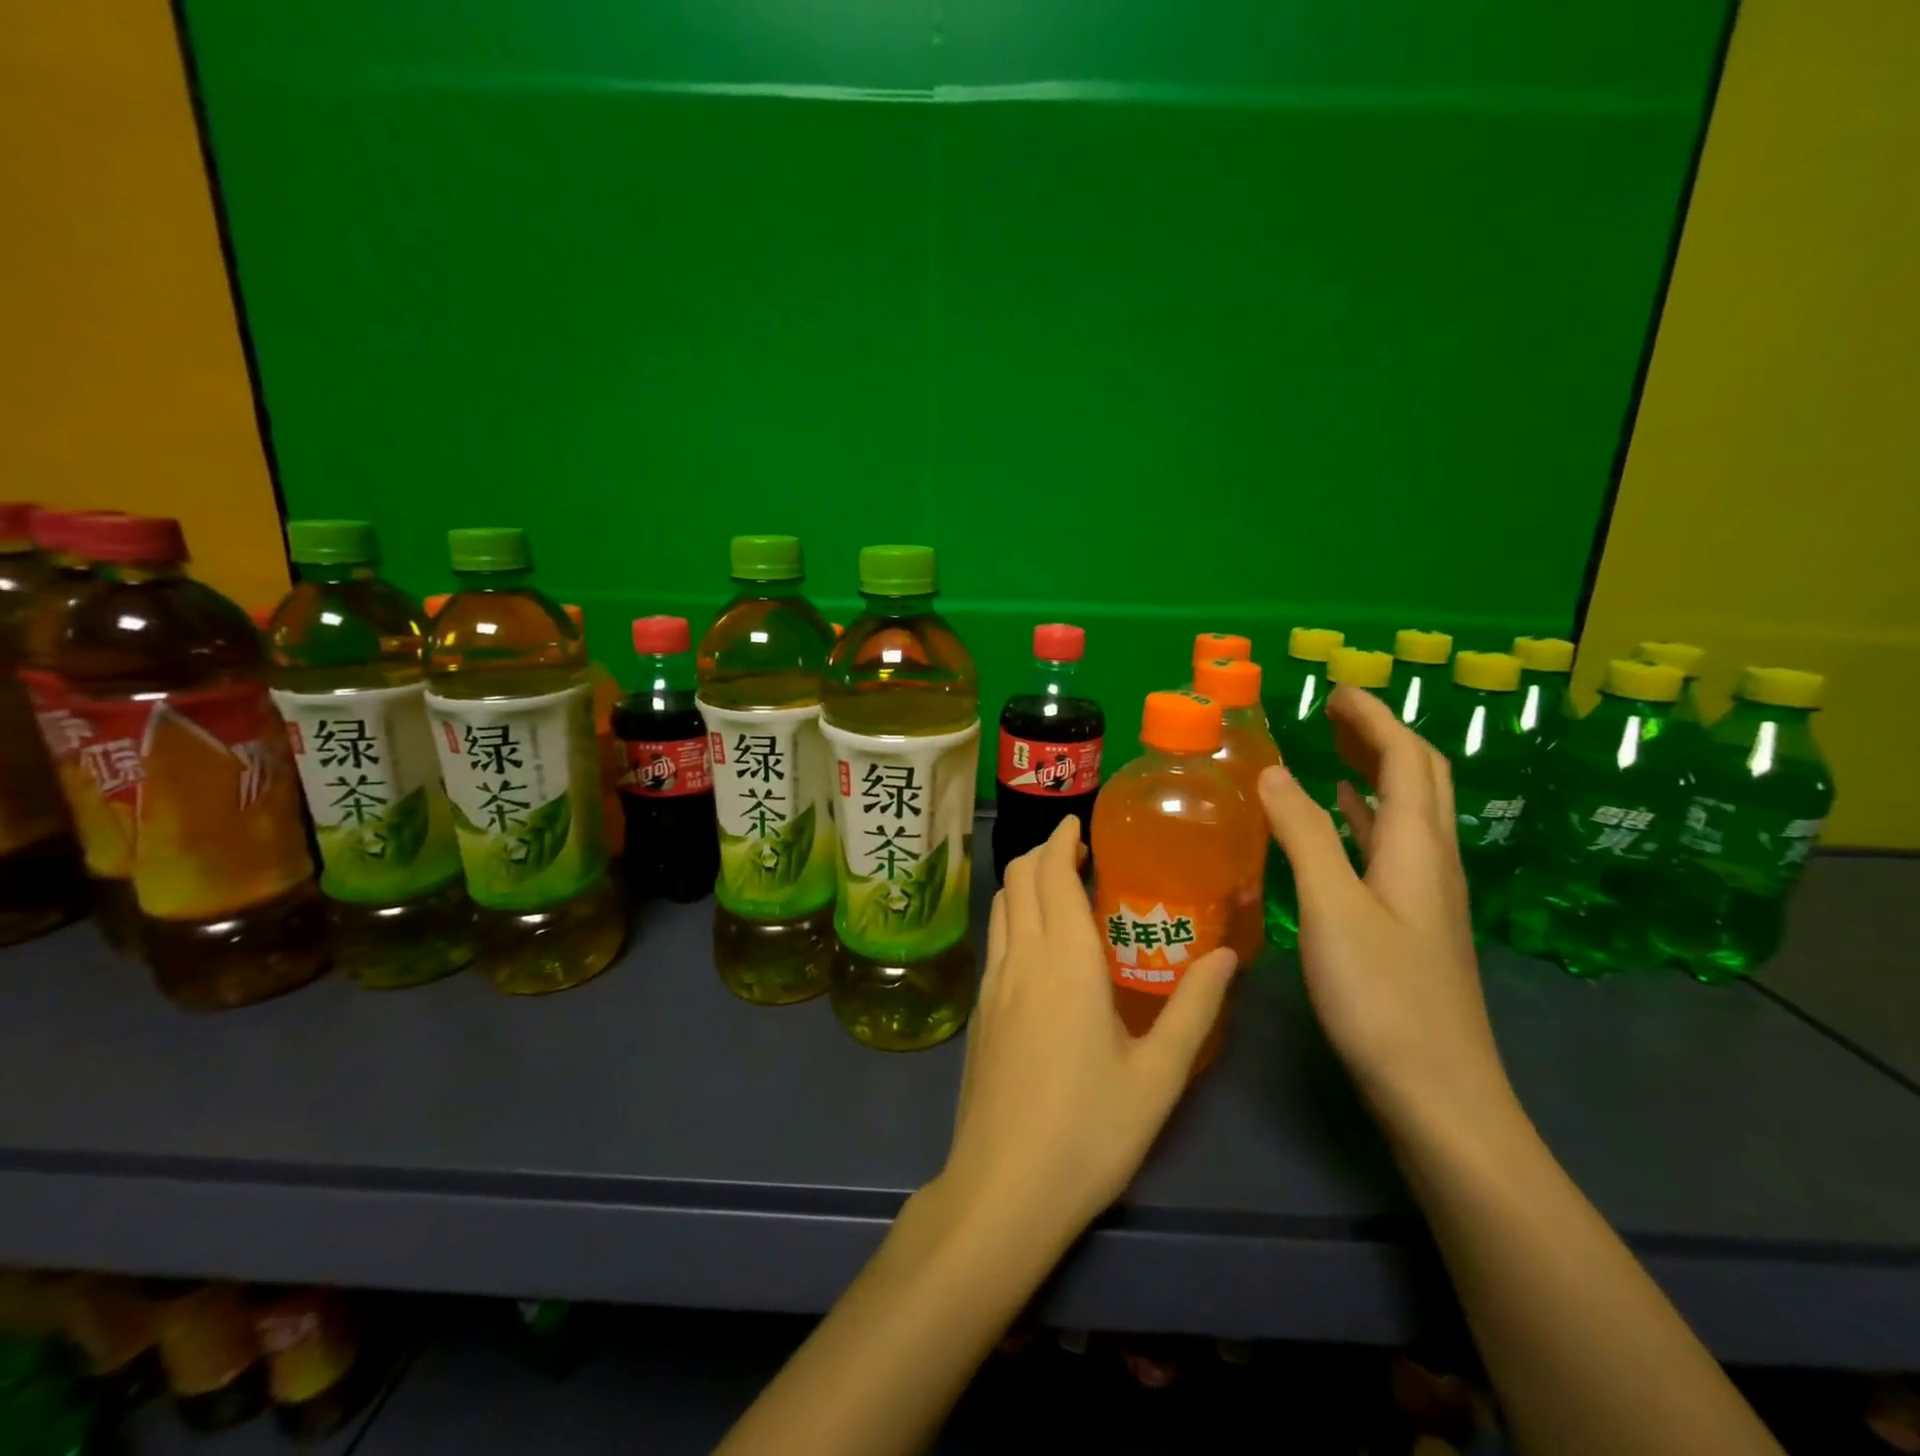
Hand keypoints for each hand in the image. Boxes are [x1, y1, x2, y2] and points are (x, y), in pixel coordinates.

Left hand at [932, 815, 1238, 1250]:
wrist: (1004, 1189)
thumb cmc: (1090, 1131)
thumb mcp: (1159, 1075)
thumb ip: (1194, 1008)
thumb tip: (1227, 956)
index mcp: (1065, 961)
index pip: (1051, 873)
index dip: (1061, 840)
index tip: (1080, 824)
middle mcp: (1022, 958)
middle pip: (1018, 878)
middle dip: (1043, 852)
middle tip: (1079, 852)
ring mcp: (993, 983)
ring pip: (1001, 905)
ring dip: (1025, 881)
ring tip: (1059, 886)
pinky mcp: (980, 1010)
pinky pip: (995, 938)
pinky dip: (1013, 914)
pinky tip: (1038, 942)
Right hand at [1258, 686, 1512, 1132]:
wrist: (1439, 1093)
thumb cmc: (1384, 997)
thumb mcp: (1334, 907)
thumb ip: (1304, 835)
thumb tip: (1272, 771)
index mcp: (1419, 847)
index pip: (1405, 759)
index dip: (1374, 718)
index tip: (1337, 688)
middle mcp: (1432, 860)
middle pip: (1419, 777)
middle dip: (1380, 735)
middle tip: (1334, 711)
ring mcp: (1426, 893)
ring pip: (1407, 810)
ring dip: (1375, 770)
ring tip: (1334, 747)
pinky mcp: (1412, 921)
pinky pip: (1391, 846)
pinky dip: (1366, 815)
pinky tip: (1345, 818)